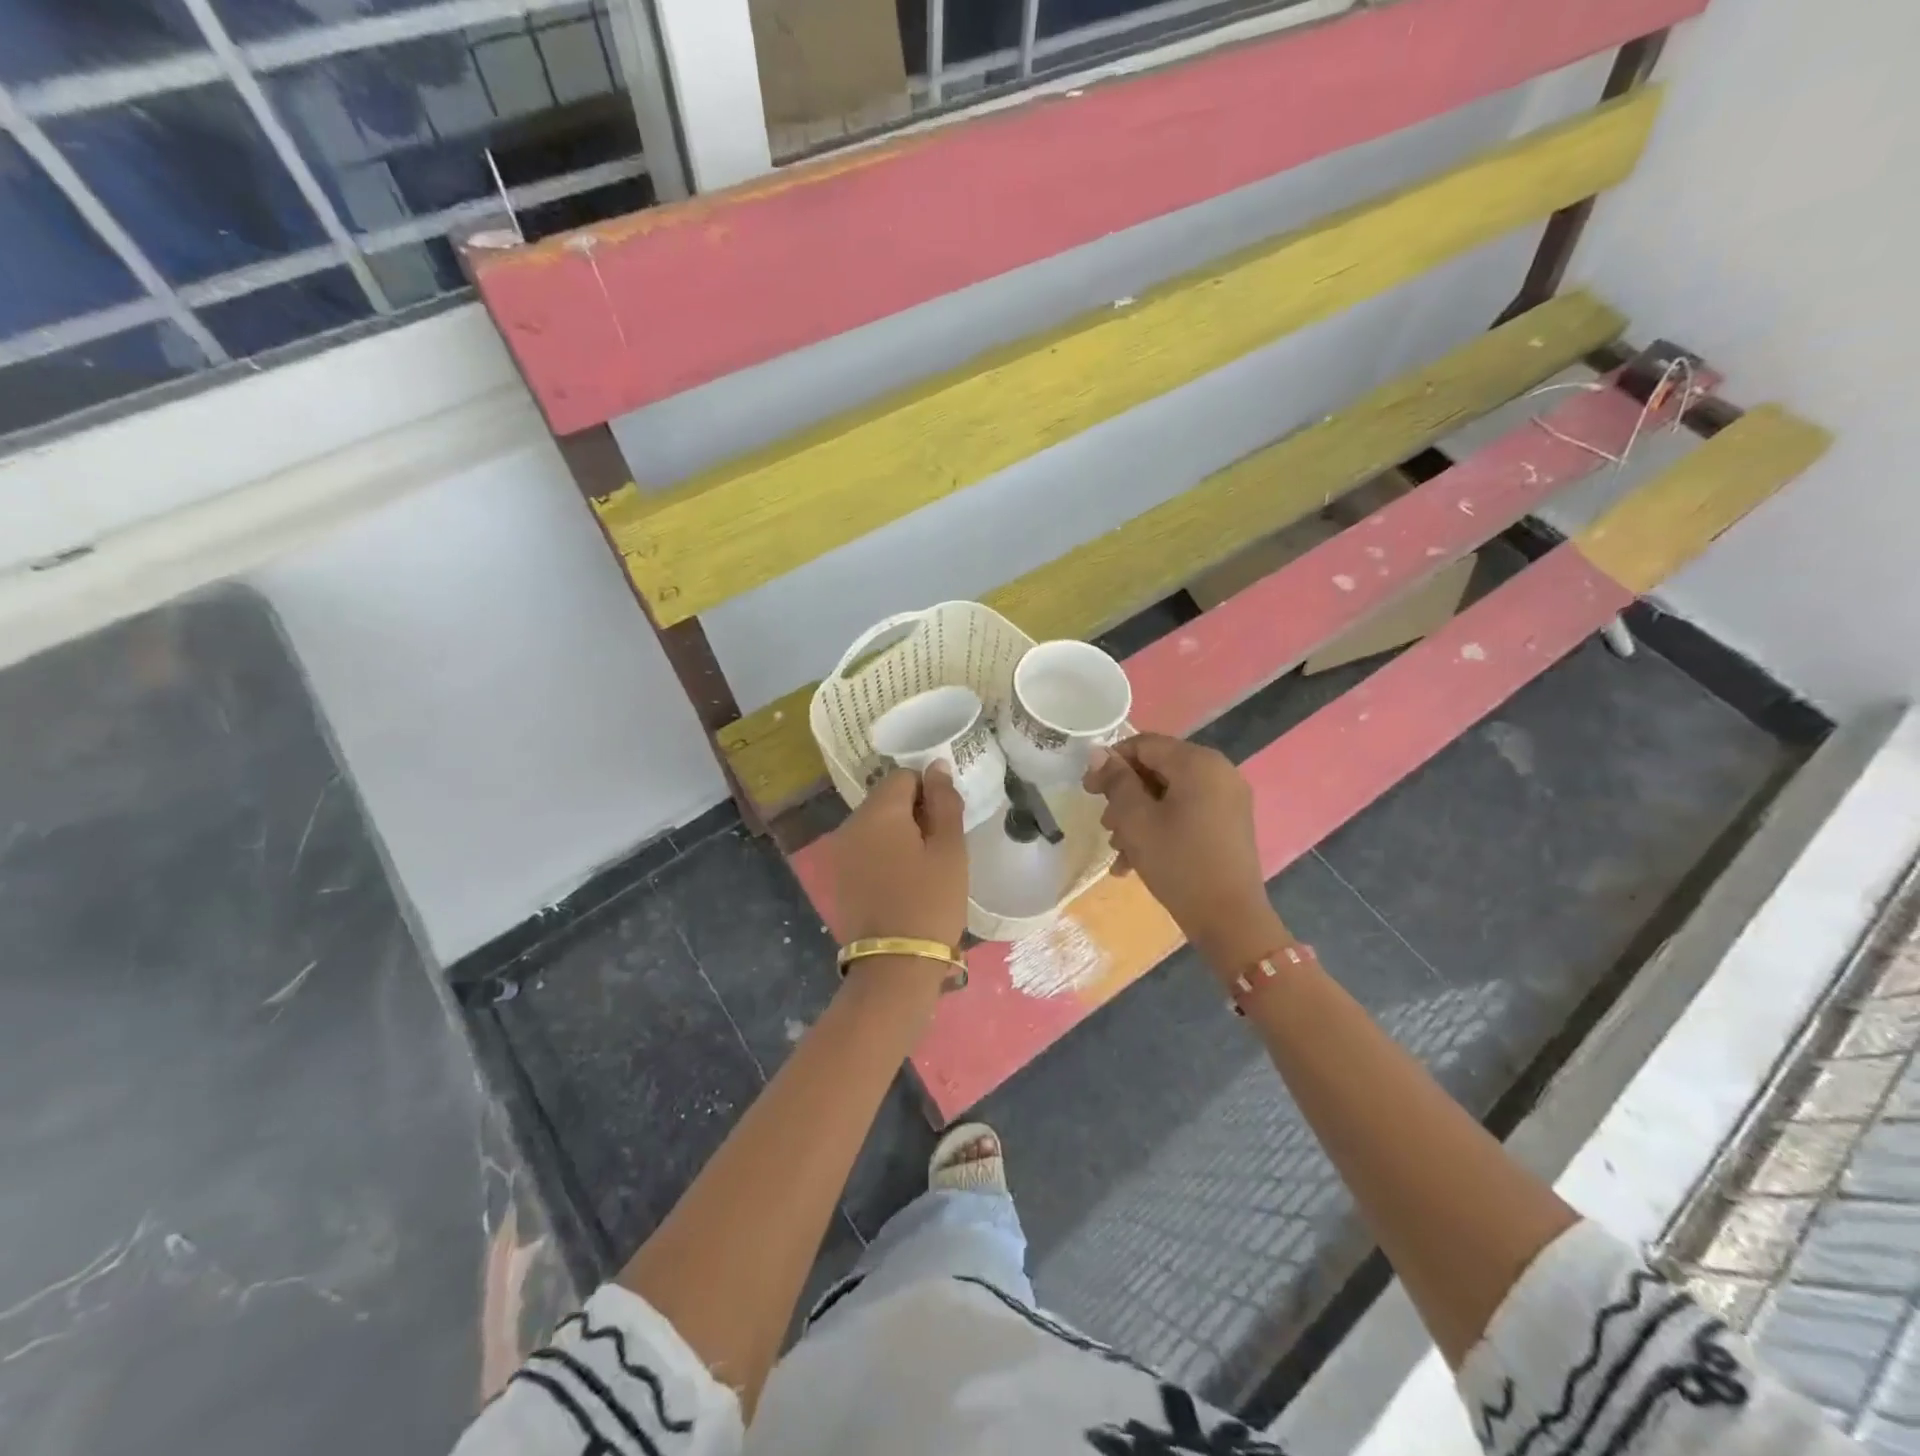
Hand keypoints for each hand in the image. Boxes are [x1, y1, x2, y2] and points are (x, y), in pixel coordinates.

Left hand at [832, 764, 968, 947]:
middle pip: (886, 799)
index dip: (929, 792)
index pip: (904, 776)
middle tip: (939, 847)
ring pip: (875, 825)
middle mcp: (851, 824)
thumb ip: (944, 801)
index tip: (946, 823)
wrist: (895, 964)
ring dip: (899, 834)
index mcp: (878, 812)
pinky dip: (884, 855)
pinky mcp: (838, 877)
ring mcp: (840, 852)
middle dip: (913, 812)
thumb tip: (936, 765)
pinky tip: (902, 882)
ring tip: (923, 867)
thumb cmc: (931, 902)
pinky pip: (865, 849)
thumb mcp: (949, 849)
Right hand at [1082, 734, 1287, 973]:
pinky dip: (1161, 826)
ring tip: (1117, 848)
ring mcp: (1228, 798)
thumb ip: (1116, 781)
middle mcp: (1218, 771)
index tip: (1088, 791)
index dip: (1111, 763)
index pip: (1144, 744)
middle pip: (1157, 768)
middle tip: (1105, 825)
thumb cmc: (1178, 862)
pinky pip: (1187, 811)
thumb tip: (1099, 753)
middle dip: (1125, 795)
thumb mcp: (1136, 820)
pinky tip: (1136, 860)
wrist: (1230, 919)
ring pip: (1169, 794)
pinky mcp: (1229, 823)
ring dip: (1138, 815)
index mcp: (1198, 762)